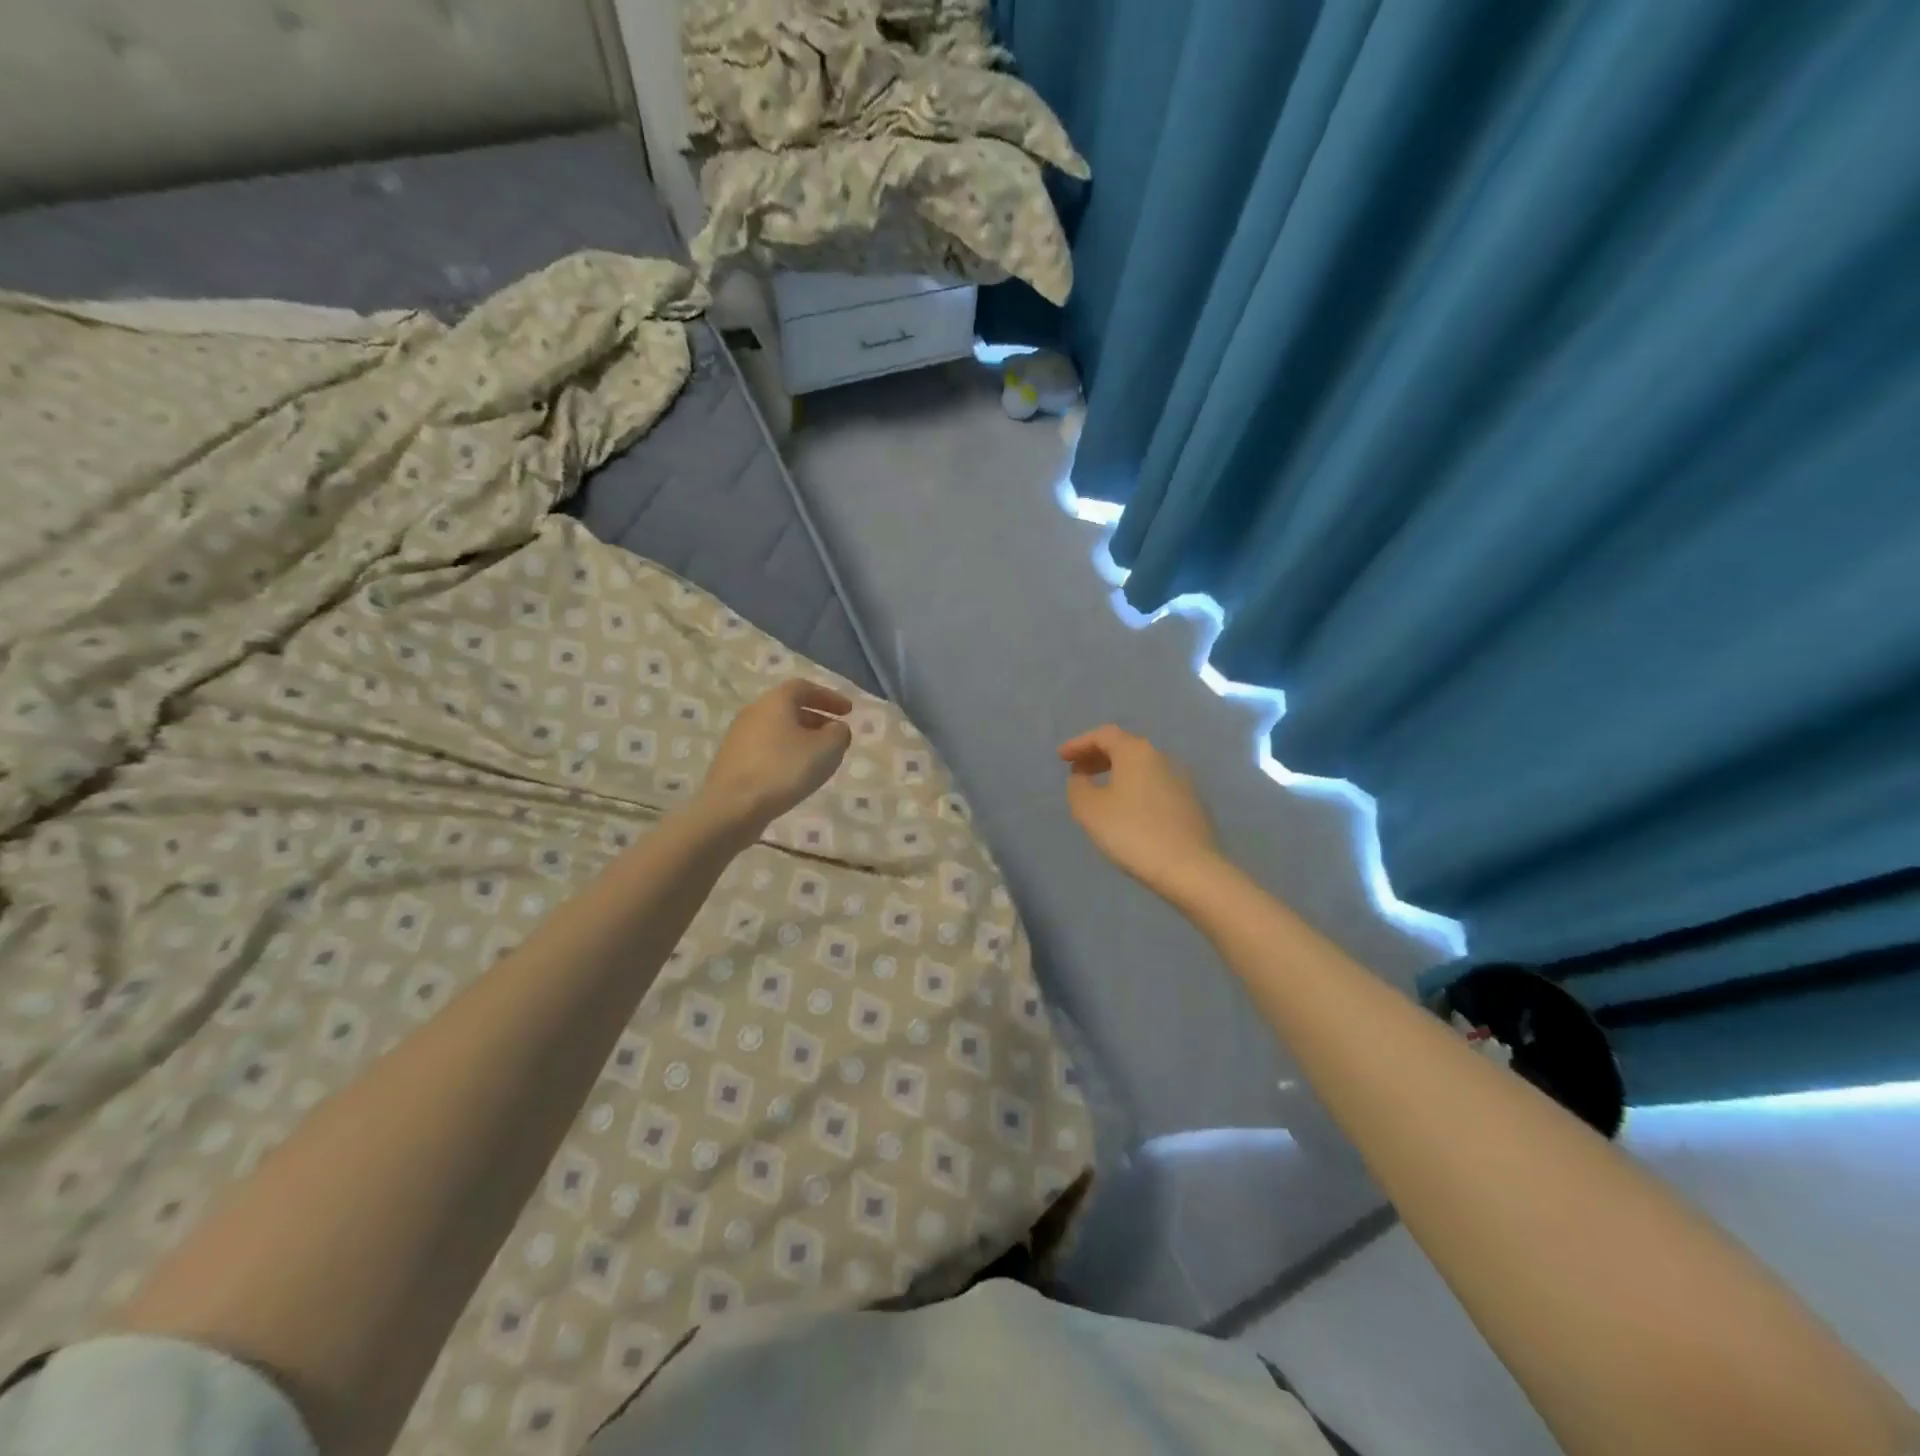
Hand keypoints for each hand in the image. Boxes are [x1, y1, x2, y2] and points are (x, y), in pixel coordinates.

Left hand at [696, 679, 852, 839]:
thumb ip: (839, 734)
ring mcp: (739, 736)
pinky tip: (794, 774)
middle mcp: (754, 711)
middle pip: (789, 707)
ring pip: (777, 729)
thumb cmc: (784, 770)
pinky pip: (766, 748)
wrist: (732, 807)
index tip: (848, 712)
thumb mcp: (827, 749)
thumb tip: (837, 729)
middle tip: (835, 735)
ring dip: (800, 737)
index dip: (829, 697)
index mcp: (776, 701)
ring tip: (818, 758)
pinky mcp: (732, 760)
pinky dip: (785, 753)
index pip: (805, 687)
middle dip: (816, 718)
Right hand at [1059, 725, 1221, 899]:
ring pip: (1142, 767)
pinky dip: (1135, 789)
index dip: (1079, 743)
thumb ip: (1078, 788)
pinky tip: (1127, 810)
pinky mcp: (1192, 803)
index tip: (1061, 757)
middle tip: (1077, 772)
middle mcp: (1162, 757)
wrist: (1190, 868)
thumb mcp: (1090, 810)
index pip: (1104, 735)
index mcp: (1136, 752)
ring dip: (1117, 773)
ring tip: (1100, 791)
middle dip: (1098, 757)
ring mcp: (1182, 780)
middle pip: (1125, 747)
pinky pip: (1155, 785)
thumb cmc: (1132, 832)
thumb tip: (1081, 778)